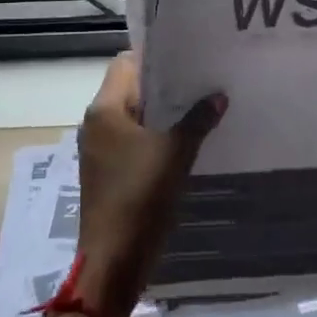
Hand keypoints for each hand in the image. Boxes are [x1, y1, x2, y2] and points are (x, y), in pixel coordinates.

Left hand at [74, 54, 224, 316]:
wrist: (114, 261)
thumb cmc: (140, 196)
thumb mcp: (175, 153)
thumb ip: (198, 120)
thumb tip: (218, 97)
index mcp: (105, 110)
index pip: (127, 63)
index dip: (156, 56)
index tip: (189, 55)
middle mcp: (98, 124)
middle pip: (133, 89)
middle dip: (167, 85)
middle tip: (205, 78)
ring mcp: (102, 151)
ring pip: (138, 117)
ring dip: (166, 113)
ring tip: (203, 105)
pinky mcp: (111, 173)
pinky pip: (137, 142)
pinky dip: (160, 137)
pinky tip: (190, 140)